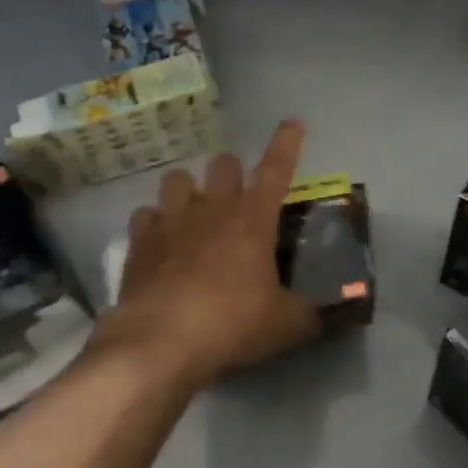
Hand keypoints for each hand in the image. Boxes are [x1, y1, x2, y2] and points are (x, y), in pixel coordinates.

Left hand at [92, 120, 321, 388]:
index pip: (276, 170)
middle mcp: (212, 210)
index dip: (287, 144)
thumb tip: (328, 315)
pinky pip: (145, 215)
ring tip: (194, 210)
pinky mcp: (139, 244)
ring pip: (177, 180)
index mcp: (253, 220)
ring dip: (189, 189)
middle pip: (223, 165)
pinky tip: (160, 240)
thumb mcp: (285, 324)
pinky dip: (155, 222)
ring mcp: (170, 223)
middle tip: (238, 192)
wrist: (159, 344)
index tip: (292, 123)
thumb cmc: (232, 325)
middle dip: (232, 170)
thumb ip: (309, 313)